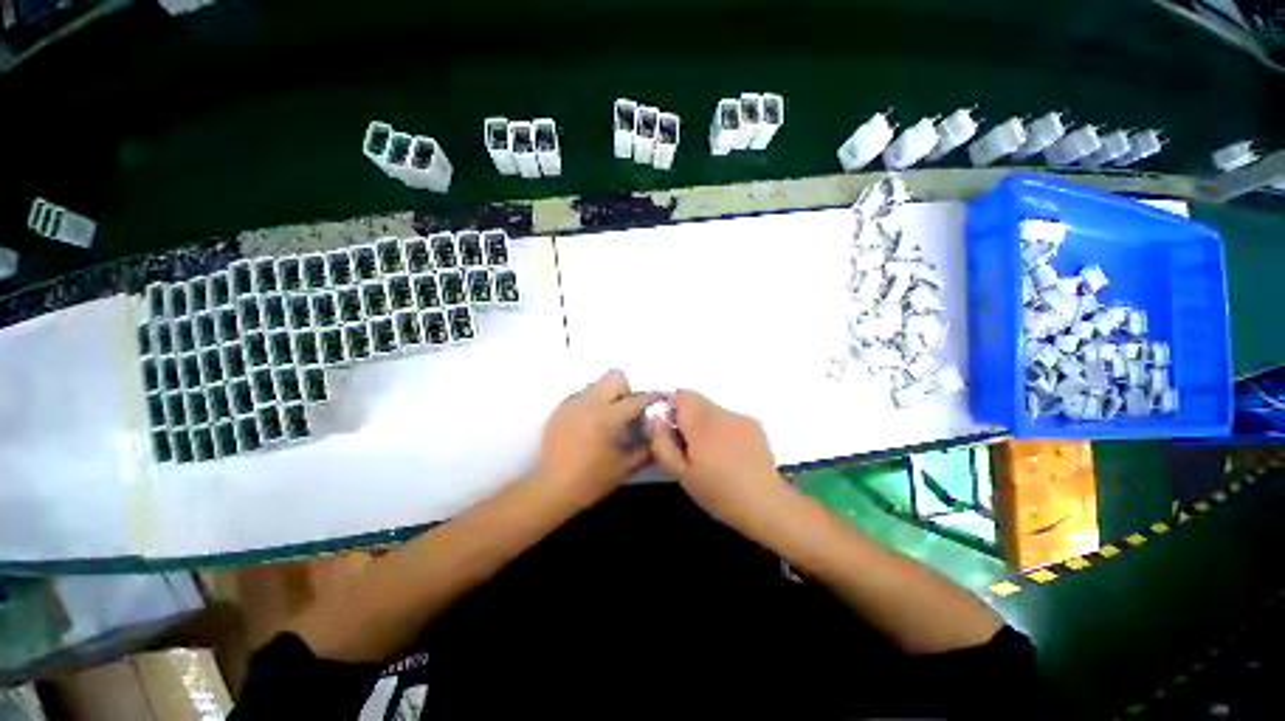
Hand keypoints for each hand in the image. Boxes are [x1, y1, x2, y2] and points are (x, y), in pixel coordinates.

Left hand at [535, 370, 657, 509]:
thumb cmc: (590, 480)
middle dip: (626, 390)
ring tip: (608, 418)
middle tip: (628, 411)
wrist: (550, 489)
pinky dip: (591, 403)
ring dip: (608, 395)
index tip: (662, 397)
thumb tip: (658, 434)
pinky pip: (582, 395)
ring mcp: (572, 404)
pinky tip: (590, 424)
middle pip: (615, 377)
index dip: (653, 397)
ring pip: (597, 384)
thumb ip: (646, 449)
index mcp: (608, 417)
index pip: (637, 399)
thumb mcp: (624, 467)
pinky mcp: (560, 409)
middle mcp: (590, 403)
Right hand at [649, 390, 788, 530]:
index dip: (672, 406)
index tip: (672, 429)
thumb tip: (656, 419)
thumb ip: (662, 444)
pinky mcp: (754, 424)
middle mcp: (721, 413)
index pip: (682, 395)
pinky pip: (729, 418)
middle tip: (690, 447)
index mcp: (701, 423)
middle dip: (689, 418)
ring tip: (713, 454)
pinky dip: (723, 429)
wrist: (766, 504)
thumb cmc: (718, 492)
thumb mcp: (681, 474)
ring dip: (706, 424)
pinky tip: (731, 454)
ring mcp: (740, 417)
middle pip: (697, 401)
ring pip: (713, 410)